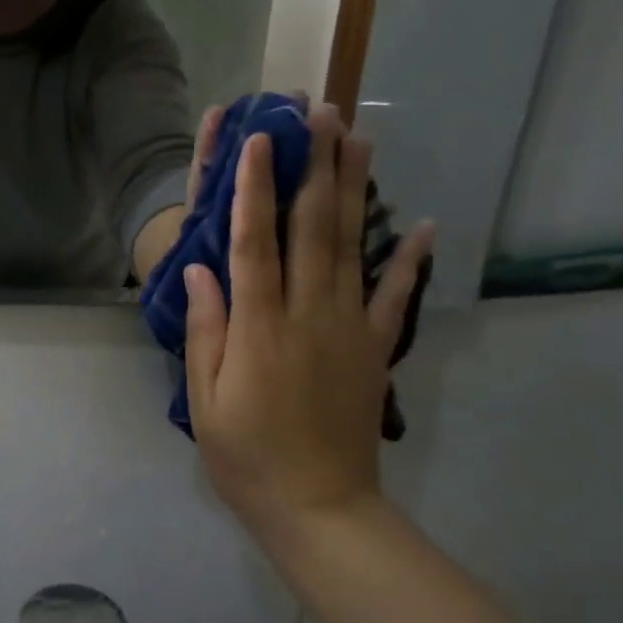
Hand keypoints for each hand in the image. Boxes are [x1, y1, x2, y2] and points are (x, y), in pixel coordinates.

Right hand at [183, 103, 433, 548]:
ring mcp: (348, 328)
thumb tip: (199, 271)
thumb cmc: (247, 456)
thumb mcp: (205, 400)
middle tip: (319, 113)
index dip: (254, 188)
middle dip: (313, 166)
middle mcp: (307, 315)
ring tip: (359, 139)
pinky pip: (395, 297)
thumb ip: (207, 332)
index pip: (254, 243)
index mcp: (258, 328)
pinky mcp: (375, 348)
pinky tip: (423, 224)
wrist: (319, 508)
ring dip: (356, 190)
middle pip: (312, 228)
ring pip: (352, 247)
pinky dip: (410, 259)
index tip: (260, 139)